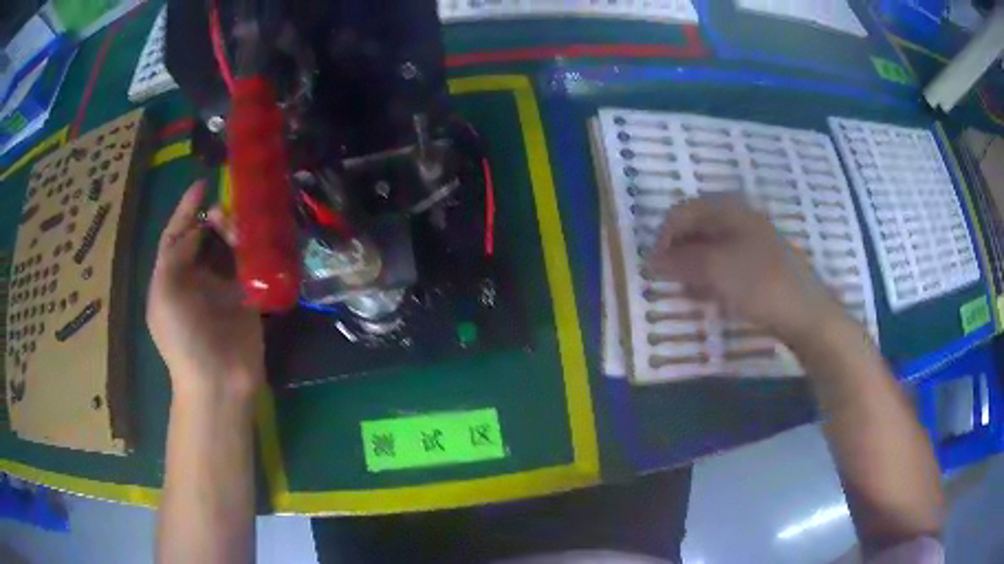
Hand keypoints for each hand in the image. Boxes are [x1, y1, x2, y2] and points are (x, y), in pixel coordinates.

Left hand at [146, 181, 264, 396]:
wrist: (218, 381)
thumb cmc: (183, 338)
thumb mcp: (165, 293)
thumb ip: (175, 255)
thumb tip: (198, 230)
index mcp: (171, 277)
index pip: (176, 235)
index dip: (186, 209)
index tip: (202, 184)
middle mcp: (195, 279)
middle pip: (205, 236)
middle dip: (214, 219)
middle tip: (226, 212)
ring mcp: (222, 288)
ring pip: (228, 247)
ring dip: (235, 231)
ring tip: (242, 228)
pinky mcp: (247, 297)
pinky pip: (251, 265)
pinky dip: (255, 250)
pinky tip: (261, 238)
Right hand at [647, 194, 844, 341]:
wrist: (805, 312)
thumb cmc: (759, 283)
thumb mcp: (715, 269)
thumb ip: (680, 261)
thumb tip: (652, 260)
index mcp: (728, 210)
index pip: (682, 212)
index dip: (663, 237)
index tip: (655, 268)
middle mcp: (739, 219)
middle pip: (696, 229)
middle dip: (678, 254)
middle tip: (670, 281)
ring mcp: (752, 241)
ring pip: (711, 248)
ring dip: (693, 268)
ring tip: (686, 292)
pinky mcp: (759, 265)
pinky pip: (727, 265)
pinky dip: (711, 278)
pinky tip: (708, 297)